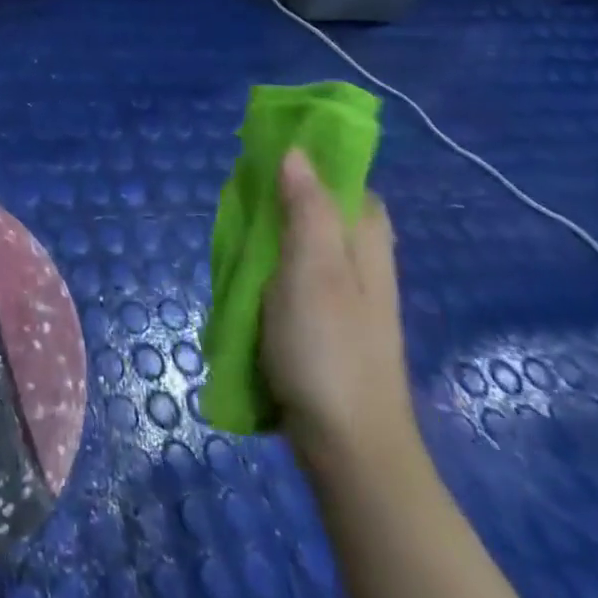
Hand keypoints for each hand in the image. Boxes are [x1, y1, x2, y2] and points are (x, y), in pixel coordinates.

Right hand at [262, 149, 418, 467]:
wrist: (346, 446)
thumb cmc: (328, 348)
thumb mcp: (313, 268)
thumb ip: (306, 208)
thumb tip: (296, 151)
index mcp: (366, 240)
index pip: (344, 179)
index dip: (307, 160)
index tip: (261, 154)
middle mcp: (360, 260)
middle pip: (317, 207)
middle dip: (277, 197)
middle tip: (236, 202)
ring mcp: (342, 295)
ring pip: (300, 242)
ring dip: (267, 233)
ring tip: (230, 239)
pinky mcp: (322, 322)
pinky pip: (291, 275)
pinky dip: (266, 267)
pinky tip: (241, 278)